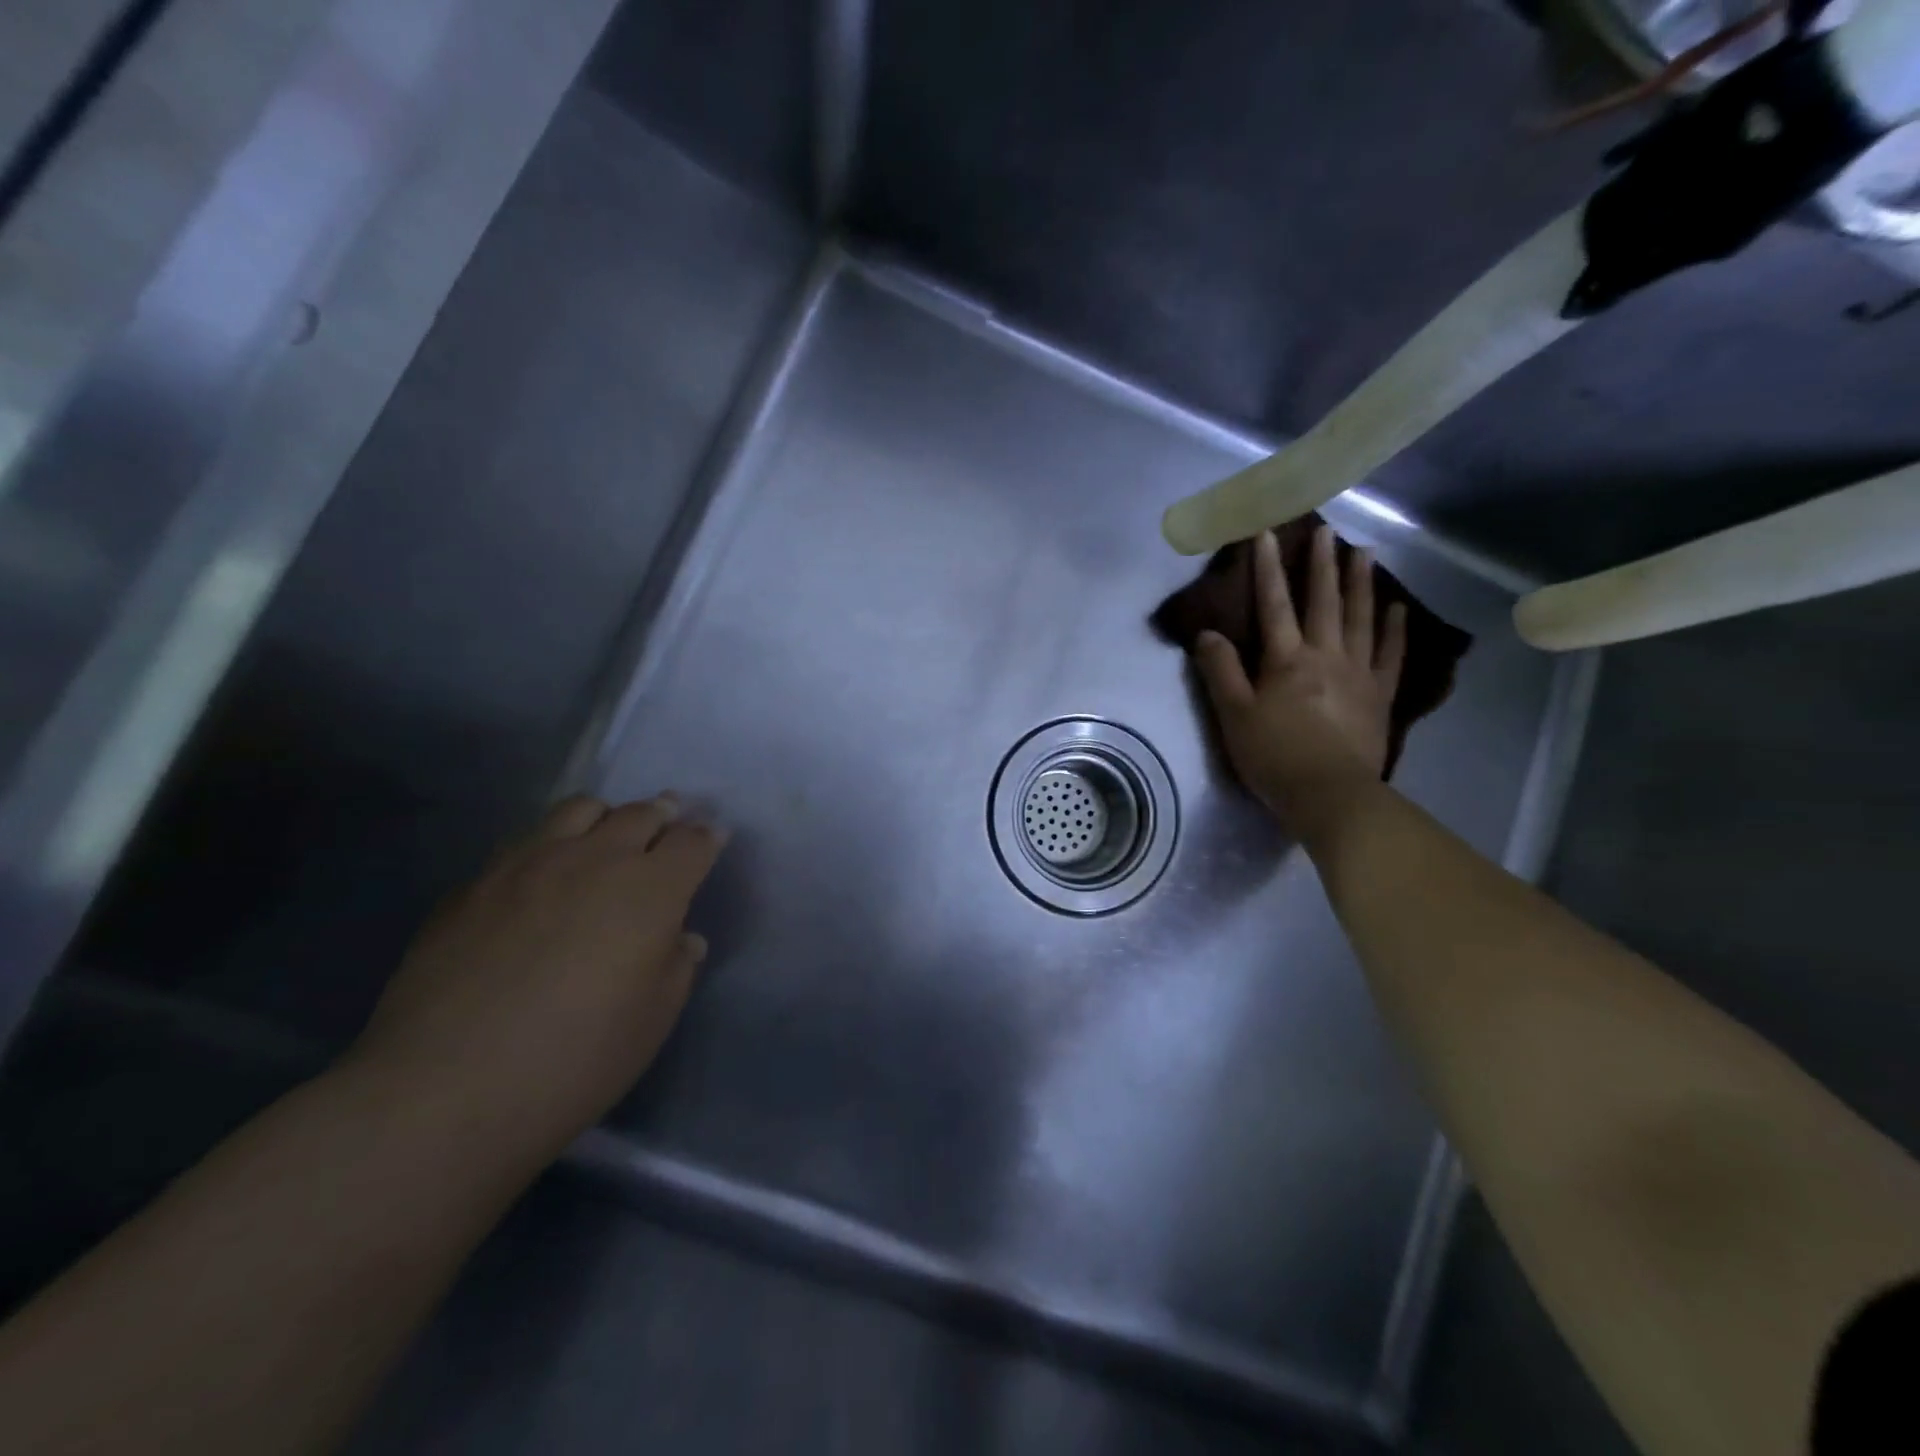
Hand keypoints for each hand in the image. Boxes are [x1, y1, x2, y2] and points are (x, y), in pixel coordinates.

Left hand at [349, 795, 725, 1162]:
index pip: (692, 842)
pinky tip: (541, 880)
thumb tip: (680, 938)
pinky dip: (549, 847)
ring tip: (604, 839)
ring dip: (605, 818)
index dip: (706, 837)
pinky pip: (524, 843)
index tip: (711, 839)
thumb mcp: (654, 1019)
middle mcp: (594, 859)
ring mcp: (527, 864)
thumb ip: (677, 966)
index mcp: (650, 889)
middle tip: (667, 826)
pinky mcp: (473, 884)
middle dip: (662, 815)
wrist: (445, 1089)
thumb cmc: (577, 1058)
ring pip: (579, 809)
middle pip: (640, 813)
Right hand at [1193, 526, 1406, 840]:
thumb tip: (1208, 634)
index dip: (1268, 569)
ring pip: (1361, 618)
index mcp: (1287, 660)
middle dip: (1321, 564)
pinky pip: (1390, 654)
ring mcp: (1358, 673)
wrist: (1330, 795)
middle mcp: (1326, 655)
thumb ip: (1220, 671)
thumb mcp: (1233, 715)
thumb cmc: (1274, 756)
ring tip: (1364, 552)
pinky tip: (1396, 608)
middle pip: (1323, 602)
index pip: (1274, 605)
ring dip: (1360, 583)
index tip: (1267, 534)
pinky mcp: (1379, 695)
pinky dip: (1394, 628)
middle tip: (1326, 530)